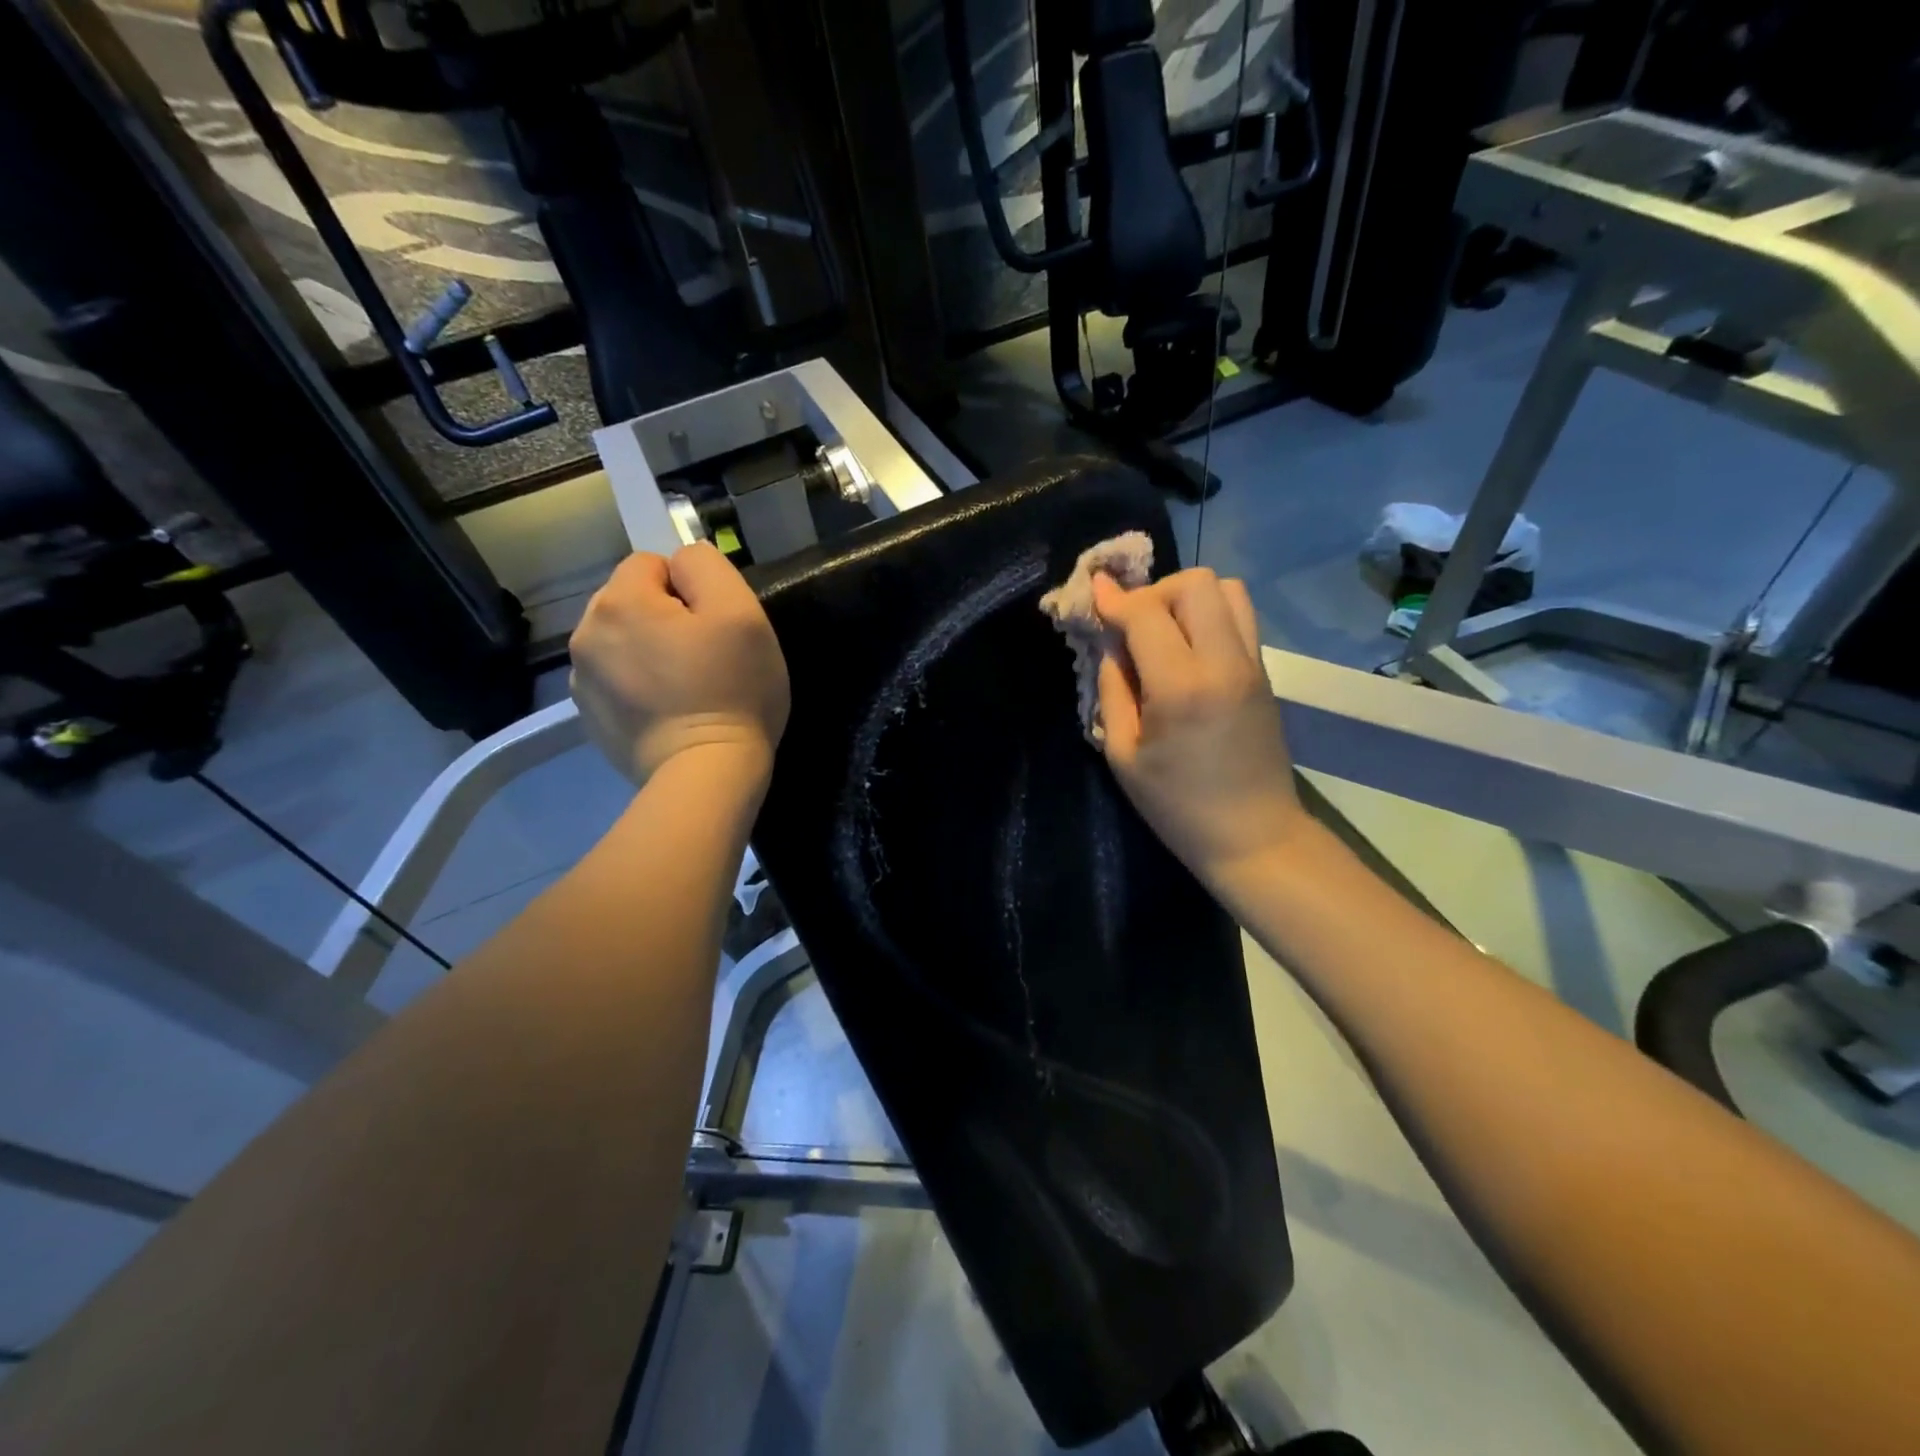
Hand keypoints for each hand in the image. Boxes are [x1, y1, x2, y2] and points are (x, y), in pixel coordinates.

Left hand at [569, 543, 789, 784]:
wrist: (705, 773)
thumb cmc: (731, 689)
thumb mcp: (741, 612)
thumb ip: (706, 567)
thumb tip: (682, 563)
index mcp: (619, 602)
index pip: (652, 563)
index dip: (689, 589)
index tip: (713, 627)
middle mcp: (586, 634)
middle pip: (631, 602)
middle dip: (664, 618)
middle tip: (704, 657)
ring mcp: (582, 680)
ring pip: (622, 642)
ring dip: (648, 652)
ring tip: (686, 688)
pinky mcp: (589, 717)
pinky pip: (616, 680)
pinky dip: (639, 687)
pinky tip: (668, 712)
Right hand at [1092, 568, 1305, 886]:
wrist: (1254, 836)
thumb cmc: (1177, 806)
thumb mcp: (1122, 754)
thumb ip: (1113, 690)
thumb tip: (1112, 645)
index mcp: (1181, 688)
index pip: (1146, 614)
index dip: (1114, 599)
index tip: (1094, 591)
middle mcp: (1224, 663)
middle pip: (1196, 583)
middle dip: (1155, 592)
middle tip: (1133, 625)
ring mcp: (1253, 664)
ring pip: (1228, 589)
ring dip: (1187, 598)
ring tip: (1163, 631)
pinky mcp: (1265, 673)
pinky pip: (1240, 617)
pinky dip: (1209, 615)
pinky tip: (1186, 648)